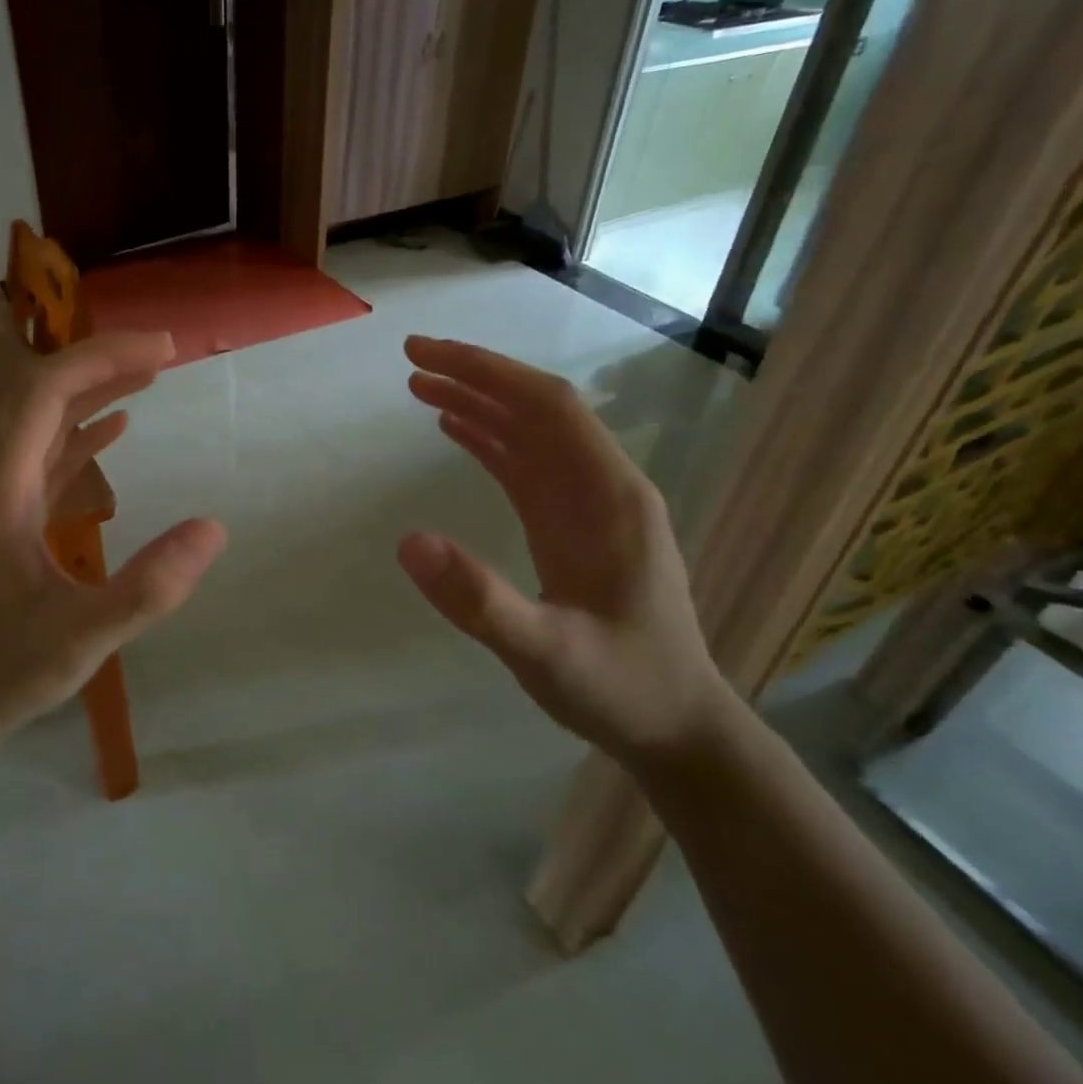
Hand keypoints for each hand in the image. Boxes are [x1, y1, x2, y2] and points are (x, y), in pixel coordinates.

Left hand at [0, 332, 226, 736]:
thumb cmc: (4, 670)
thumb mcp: (82, 637)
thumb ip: (148, 588)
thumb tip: (213, 528)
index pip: (44, 393)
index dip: (102, 360)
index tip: (162, 349)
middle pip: (38, 393)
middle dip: (101, 364)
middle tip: (163, 354)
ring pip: (38, 420)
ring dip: (91, 392)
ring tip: (147, 377)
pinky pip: (39, 453)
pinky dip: (78, 430)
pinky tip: (114, 427)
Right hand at [397, 336, 731, 768]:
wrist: (675, 727)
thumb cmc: (619, 687)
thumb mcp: (546, 653)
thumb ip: (480, 600)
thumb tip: (407, 541)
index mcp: (610, 497)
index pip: (547, 407)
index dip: (487, 371)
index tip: (426, 356)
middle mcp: (603, 486)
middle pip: (537, 407)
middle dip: (475, 375)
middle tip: (410, 360)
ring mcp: (588, 504)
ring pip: (530, 432)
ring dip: (478, 403)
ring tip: (419, 386)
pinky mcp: (572, 524)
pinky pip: (527, 465)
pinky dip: (489, 439)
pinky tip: (454, 430)